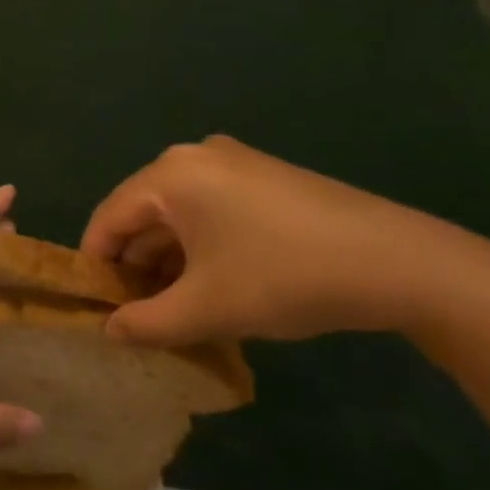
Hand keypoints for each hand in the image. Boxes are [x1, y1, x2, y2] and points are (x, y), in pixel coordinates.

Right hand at [81, 136, 489, 344]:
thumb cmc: (283, 277)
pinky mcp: (263, 178)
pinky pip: (210, 211)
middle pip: (143, 214)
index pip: (109, 218)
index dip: (96, 266)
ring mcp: (233, 163)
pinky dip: (200, 248)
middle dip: (136, 267)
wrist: (395, 262)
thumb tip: (109, 332)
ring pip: (179, 215)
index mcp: (170, 175)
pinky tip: (210, 288)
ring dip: (168, 262)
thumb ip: (147, 323)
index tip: (93, 310)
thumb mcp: (207, 309)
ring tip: (171, 312)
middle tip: (134, 317)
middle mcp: (194, 157)